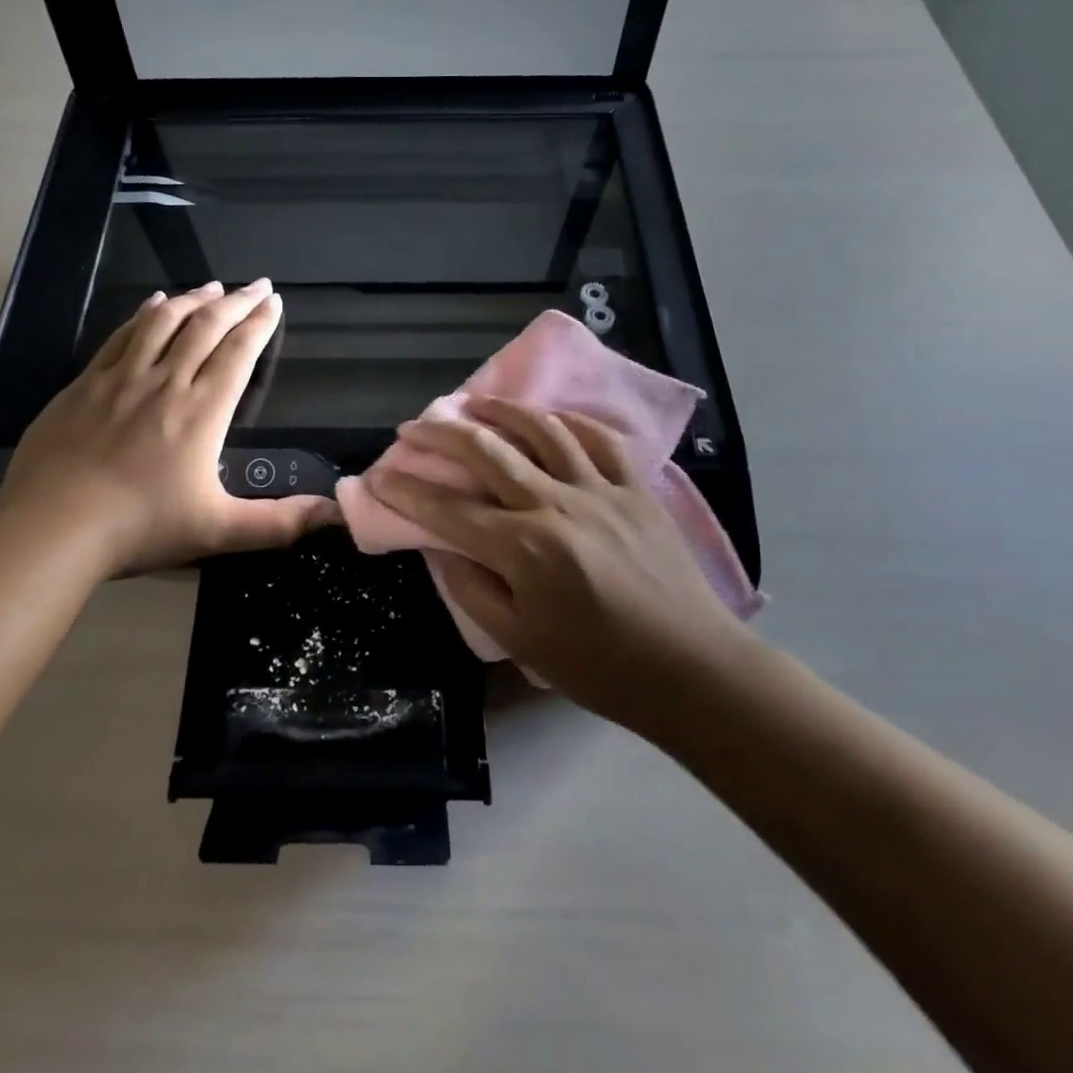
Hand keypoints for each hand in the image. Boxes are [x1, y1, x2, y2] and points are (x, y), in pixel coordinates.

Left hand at [0, 280, 334, 574]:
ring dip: (193, 299)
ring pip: (164, 322)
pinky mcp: (85, 383)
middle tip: (256, 284)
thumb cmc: (140, 527)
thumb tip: (334, 516)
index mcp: (202, 411)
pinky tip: (154, 302)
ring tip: (213, 286)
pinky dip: (144, 313)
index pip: (238, 353)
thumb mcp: (218, 531)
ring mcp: (121, 378)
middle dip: (237, 302)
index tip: (274, 301)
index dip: (259, 324)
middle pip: (206, 327)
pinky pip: (122, 334)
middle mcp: (165, 382)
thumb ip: (278, 523)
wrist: (52, 527)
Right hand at [367, 396, 753, 736]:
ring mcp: (600, 489)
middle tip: (413, 428)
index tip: (380, 477)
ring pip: (541, 430)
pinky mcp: (636, 487)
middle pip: (487, 452)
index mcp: (523, 548)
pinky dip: (566, 420)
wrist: (692, 670)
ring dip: (500, 410)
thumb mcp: (519, 642)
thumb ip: (472, 589)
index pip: (448, 509)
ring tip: (471, 402)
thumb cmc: (599, 667)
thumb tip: (443, 547)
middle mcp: (556, 504)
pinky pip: (598, 438)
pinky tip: (545, 417)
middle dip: (440, 435)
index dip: (407, 491)